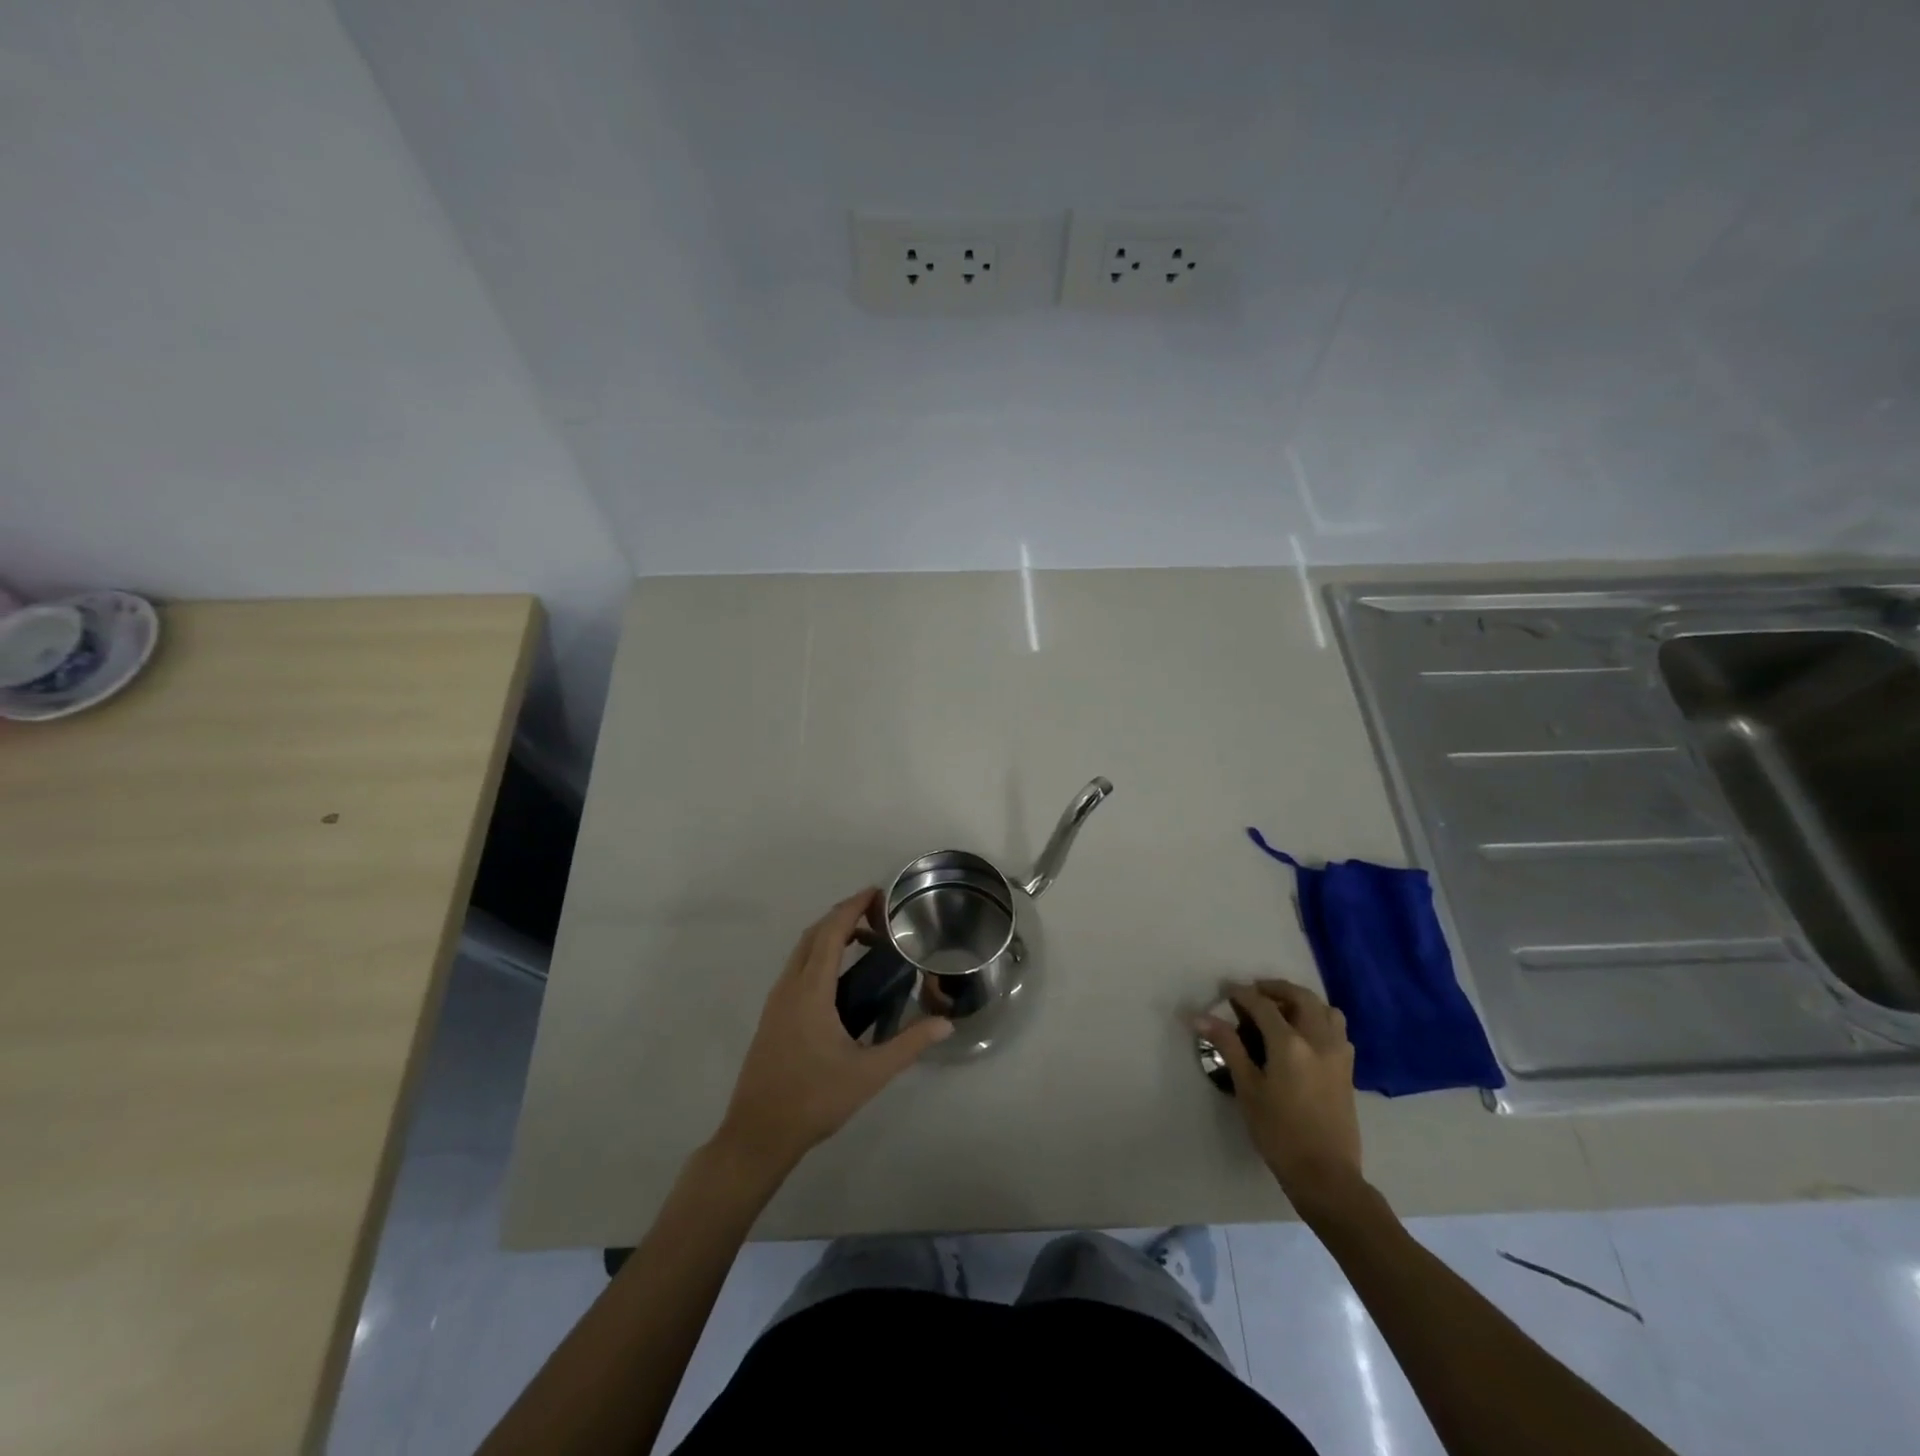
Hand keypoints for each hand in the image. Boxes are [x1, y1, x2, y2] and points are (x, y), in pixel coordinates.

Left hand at [716, 889, 950, 1174]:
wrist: (758, 1134)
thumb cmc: (814, 1100)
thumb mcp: (869, 1073)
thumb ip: (909, 1044)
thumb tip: (946, 1023)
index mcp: (810, 990)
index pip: (832, 932)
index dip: (853, 907)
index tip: (878, 894)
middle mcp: (789, 986)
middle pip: (814, 934)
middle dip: (844, 915)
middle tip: (879, 916)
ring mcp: (776, 1001)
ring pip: (802, 950)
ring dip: (830, 935)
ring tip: (866, 941)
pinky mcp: (773, 1016)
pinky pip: (797, 968)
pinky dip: (819, 955)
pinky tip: (840, 977)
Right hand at [1198, 979, 1363, 1214]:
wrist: (1326, 1175)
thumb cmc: (1279, 1133)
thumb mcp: (1247, 1088)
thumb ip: (1228, 1046)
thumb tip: (1200, 1017)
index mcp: (1290, 1043)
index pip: (1263, 1005)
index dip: (1242, 994)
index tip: (1226, 991)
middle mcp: (1318, 1040)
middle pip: (1301, 997)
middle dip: (1276, 989)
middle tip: (1254, 993)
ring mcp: (1338, 1054)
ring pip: (1325, 1010)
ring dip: (1303, 1001)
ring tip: (1281, 1010)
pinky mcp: (1347, 1070)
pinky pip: (1336, 1030)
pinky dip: (1319, 1020)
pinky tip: (1303, 1036)